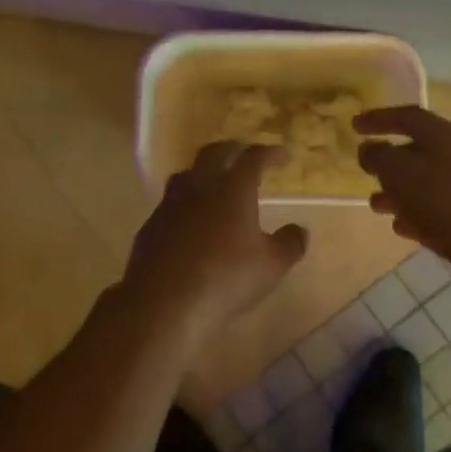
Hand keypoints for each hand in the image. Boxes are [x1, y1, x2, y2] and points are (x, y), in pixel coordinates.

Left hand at [120, 142, 308, 335]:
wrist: (164, 302)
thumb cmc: (226, 278)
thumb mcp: (271, 265)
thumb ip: (289, 243)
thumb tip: (300, 230)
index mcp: (233, 188)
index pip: (253, 157)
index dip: (269, 153)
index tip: (282, 155)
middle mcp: (199, 186)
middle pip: (214, 153)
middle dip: (233, 149)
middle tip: (245, 155)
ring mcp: (170, 204)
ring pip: (187, 174)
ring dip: (203, 172)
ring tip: (214, 183)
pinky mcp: (150, 225)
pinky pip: (170, 203)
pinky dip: (185, 203)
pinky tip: (190, 222)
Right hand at [355, 106, 450, 270]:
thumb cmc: (441, 201)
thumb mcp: (398, 173)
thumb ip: (378, 156)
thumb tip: (369, 148)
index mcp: (444, 135)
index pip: (407, 116)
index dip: (379, 118)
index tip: (354, 125)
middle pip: (417, 149)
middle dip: (388, 161)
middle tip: (366, 169)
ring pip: (425, 181)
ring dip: (398, 190)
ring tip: (376, 204)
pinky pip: (437, 206)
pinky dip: (416, 212)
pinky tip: (401, 227)